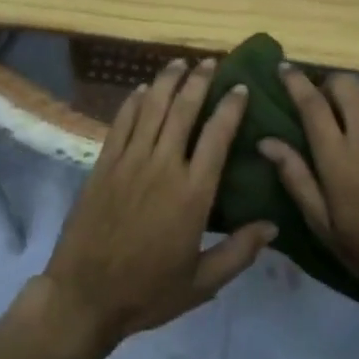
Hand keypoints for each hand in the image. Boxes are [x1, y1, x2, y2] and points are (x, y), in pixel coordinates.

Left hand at [35, 58, 275, 354]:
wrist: (84, 296)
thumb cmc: (148, 292)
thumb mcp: (202, 283)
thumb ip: (239, 252)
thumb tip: (273, 225)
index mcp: (192, 193)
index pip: (217, 136)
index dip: (230, 107)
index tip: (240, 87)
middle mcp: (163, 166)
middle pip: (183, 110)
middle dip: (199, 81)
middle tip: (210, 62)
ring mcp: (130, 161)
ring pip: (152, 108)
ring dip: (167, 81)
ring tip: (180, 62)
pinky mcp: (104, 164)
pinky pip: (122, 122)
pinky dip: (134, 101)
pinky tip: (143, 89)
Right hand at [257, 67, 358, 305]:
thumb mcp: (324, 225)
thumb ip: (296, 178)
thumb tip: (266, 142)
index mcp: (339, 157)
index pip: (312, 103)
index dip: (295, 81)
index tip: (283, 68)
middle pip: (345, 84)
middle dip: (328, 86)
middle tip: (321, 104)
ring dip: (354, 98)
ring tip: (350, 120)